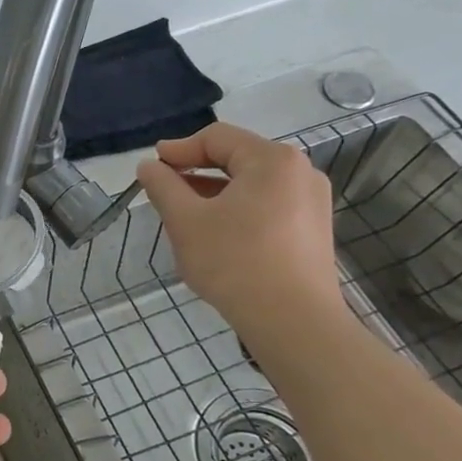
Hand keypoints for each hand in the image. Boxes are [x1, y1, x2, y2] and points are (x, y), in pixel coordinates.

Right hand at [135, 122, 343, 331]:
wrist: (293, 322)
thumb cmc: (234, 262)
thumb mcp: (185, 220)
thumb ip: (162, 186)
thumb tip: (148, 166)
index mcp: (271, 160)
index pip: (216, 138)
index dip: (178, 149)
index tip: (151, 166)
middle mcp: (300, 171)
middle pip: (236, 158)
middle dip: (196, 171)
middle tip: (164, 190)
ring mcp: (312, 201)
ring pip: (251, 183)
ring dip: (214, 192)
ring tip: (185, 214)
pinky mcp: (313, 229)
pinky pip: (268, 204)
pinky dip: (237, 209)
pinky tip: (216, 233)